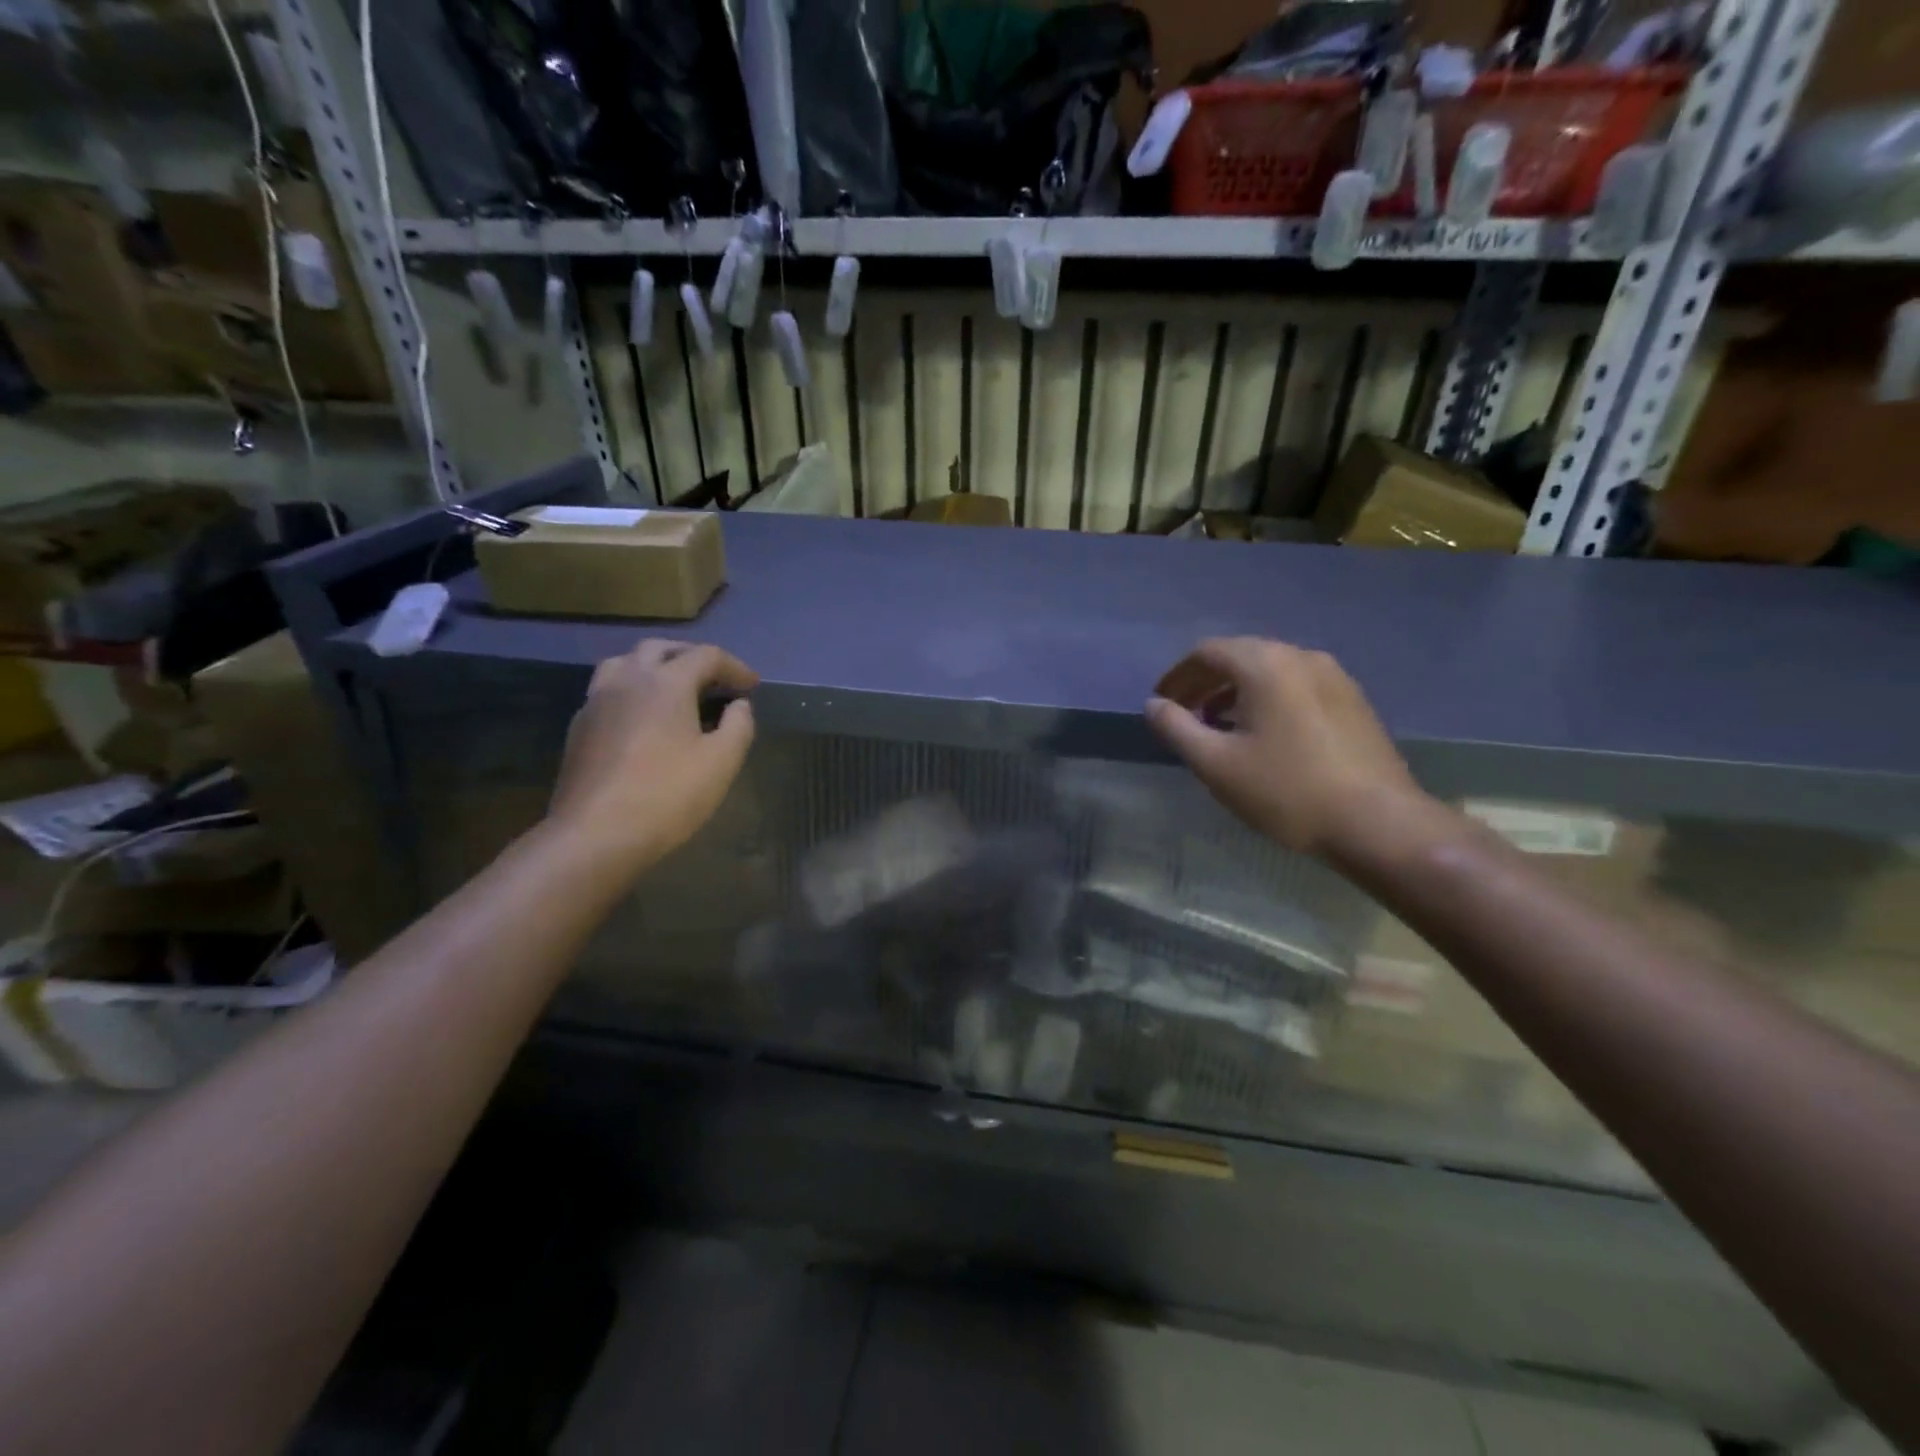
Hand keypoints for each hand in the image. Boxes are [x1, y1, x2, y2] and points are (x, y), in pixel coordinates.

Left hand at [547, 640, 757, 873]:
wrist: (594, 835)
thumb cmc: (666, 795)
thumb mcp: (722, 762)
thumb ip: (739, 726)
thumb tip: (739, 705)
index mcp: (665, 682)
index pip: (706, 656)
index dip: (735, 667)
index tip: (753, 686)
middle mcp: (627, 680)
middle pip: (660, 649)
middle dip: (692, 657)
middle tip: (715, 679)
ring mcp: (596, 702)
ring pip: (625, 663)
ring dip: (655, 667)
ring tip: (675, 689)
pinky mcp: (579, 727)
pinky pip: (609, 690)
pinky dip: (634, 690)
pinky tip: (644, 718)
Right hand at [1146, 637, 1425, 856]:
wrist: (1378, 823)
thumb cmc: (1287, 791)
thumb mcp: (1216, 764)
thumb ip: (1177, 728)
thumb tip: (1154, 705)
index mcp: (1265, 664)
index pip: (1207, 652)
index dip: (1177, 676)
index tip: (1161, 703)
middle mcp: (1301, 657)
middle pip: (1240, 656)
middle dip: (1206, 682)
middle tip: (1184, 714)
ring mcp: (1334, 677)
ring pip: (1270, 671)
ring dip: (1236, 692)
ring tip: (1218, 727)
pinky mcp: (1352, 701)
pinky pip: (1296, 687)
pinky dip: (1267, 700)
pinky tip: (1262, 735)